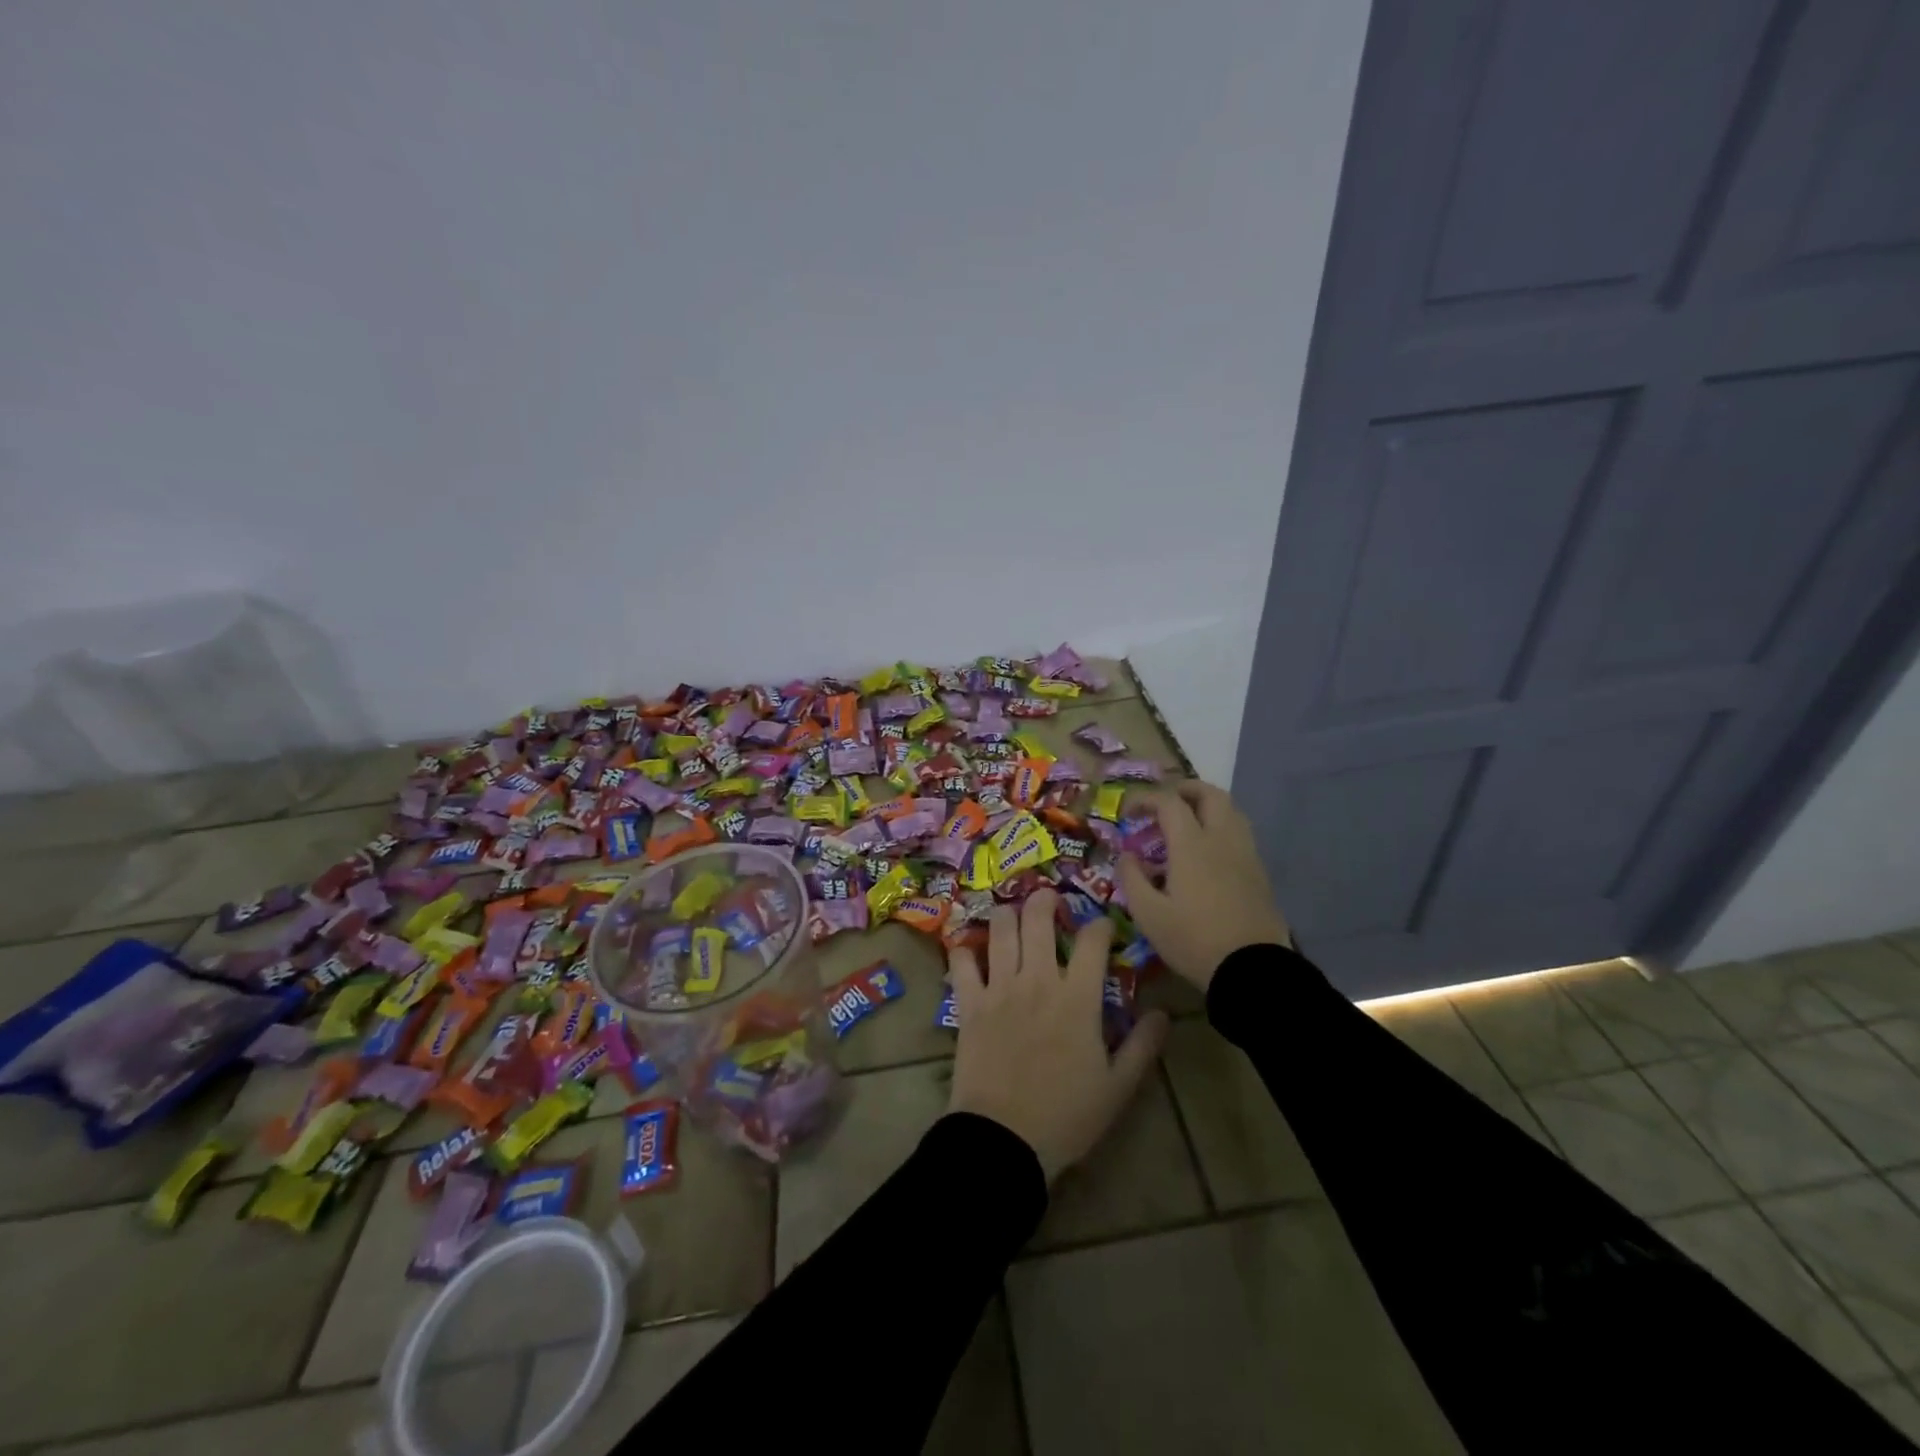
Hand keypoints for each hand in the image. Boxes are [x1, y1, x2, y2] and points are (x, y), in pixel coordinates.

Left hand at [946, 890, 1168, 1181]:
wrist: (1005, 1140)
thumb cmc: (1067, 1115)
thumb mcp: (1118, 1087)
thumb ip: (1142, 1045)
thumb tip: (1162, 1012)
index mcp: (1078, 998)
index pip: (1093, 940)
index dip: (1100, 924)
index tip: (1102, 927)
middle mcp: (1038, 980)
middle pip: (1038, 917)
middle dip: (1046, 900)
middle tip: (1050, 901)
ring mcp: (999, 987)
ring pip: (1000, 928)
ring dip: (1008, 915)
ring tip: (1013, 917)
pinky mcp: (969, 1003)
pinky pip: (961, 961)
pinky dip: (965, 951)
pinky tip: (972, 953)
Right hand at [1117, 780, 1291, 991]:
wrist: (1253, 970)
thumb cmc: (1194, 940)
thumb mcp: (1148, 915)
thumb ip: (1132, 878)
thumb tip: (1127, 855)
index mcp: (1192, 845)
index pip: (1169, 802)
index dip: (1146, 799)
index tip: (1129, 812)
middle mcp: (1222, 839)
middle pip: (1210, 794)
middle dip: (1185, 789)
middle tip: (1164, 803)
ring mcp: (1245, 854)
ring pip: (1231, 811)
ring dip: (1207, 806)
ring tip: (1187, 823)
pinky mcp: (1259, 873)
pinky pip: (1240, 834)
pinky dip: (1221, 828)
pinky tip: (1207, 853)